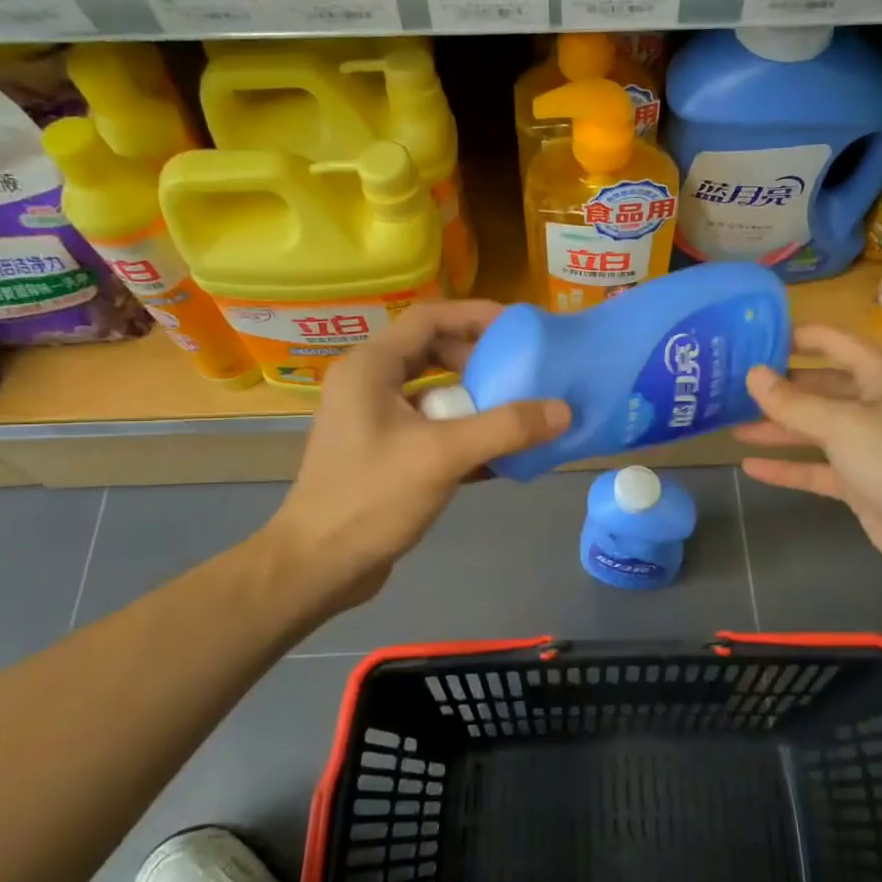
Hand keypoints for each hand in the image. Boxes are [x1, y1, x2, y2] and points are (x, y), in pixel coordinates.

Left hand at [257, 300, 569, 619]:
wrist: (318, 566)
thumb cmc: (371, 498)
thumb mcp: (443, 456)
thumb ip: (505, 428)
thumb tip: (563, 410)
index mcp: (371, 367)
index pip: (430, 317)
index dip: (476, 315)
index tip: (520, 328)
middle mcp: (368, 384)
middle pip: (432, 351)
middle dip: (479, 360)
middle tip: (521, 373)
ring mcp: (372, 420)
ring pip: (433, 393)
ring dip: (474, 400)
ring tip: (517, 411)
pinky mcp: (383, 453)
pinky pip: (430, 427)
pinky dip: (462, 433)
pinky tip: (499, 455)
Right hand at [736, 324, 881, 589]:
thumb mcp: (842, 425)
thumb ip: (793, 402)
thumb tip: (752, 374)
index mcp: (881, 375)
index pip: (832, 342)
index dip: (794, 337)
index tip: (751, 338)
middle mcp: (876, 403)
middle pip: (819, 387)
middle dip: (779, 388)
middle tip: (731, 386)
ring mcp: (869, 444)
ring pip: (815, 429)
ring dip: (778, 428)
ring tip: (732, 425)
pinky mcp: (862, 481)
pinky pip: (818, 468)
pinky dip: (788, 467)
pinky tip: (751, 466)